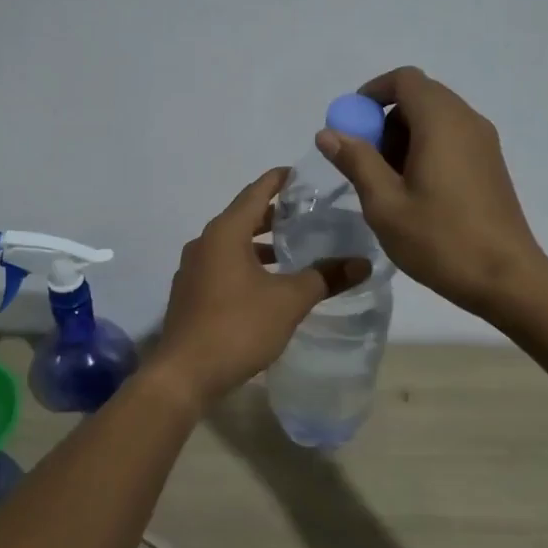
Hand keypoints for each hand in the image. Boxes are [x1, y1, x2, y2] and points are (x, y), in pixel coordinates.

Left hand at [151, 169, 370, 405]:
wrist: (184, 374)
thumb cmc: (237, 327)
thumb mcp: (289, 301)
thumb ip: (326, 277)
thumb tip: (363, 263)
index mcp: (225, 233)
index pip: (256, 192)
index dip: (279, 180)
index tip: (302, 174)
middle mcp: (204, 243)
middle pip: (243, 217)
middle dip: (273, 214)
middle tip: (307, 214)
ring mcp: (193, 269)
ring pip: (232, 244)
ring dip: (260, 244)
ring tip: (293, 250)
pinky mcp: (191, 293)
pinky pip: (223, 265)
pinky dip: (246, 264)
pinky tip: (268, 283)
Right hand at [317, 66, 547, 319]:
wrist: (506, 278)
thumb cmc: (440, 240)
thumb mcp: (385, 204)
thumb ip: (356, 161)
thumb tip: (329, 133)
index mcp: (441, 122)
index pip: (404, 79)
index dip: (372, 93)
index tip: (351, 124)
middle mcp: (467, 120)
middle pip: (420, 96)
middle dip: (386, 119)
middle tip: (365, 160)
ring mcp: (484, 142)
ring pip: (436, 118)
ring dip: (405, 136)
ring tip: (387, 182)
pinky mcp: (491, 164)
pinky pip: (452, 138)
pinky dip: (426, 148)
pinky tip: (415, 191)